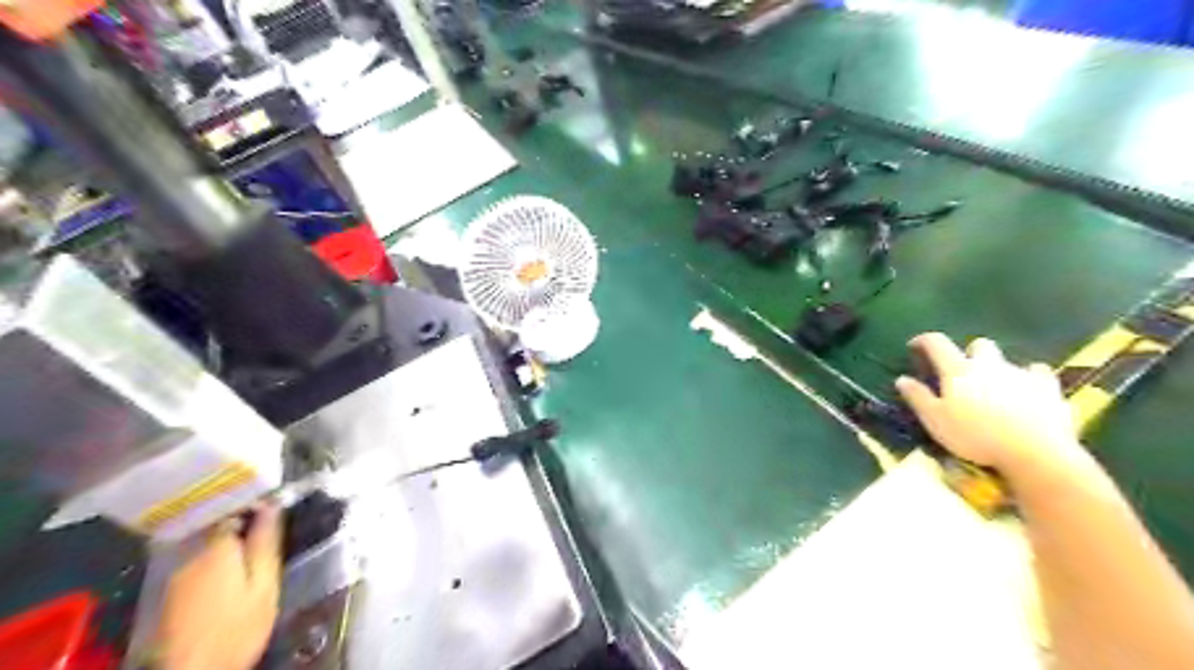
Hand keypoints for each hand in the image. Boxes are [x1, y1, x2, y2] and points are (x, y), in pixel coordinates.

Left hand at [154, 503, 282, 669]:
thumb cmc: (237, 627)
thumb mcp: (264, 584)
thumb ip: (266, 544)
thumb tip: (273, 506)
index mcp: (218, 548)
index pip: (235, 510)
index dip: (256, 506)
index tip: (276, 510)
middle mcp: (191, 555)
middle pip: (218, 527)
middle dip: (242, 525)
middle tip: (268, 535)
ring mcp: (176, 575)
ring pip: (207, 546)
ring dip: (228, 545)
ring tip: (251, 556)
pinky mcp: (171, 594)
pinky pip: (197, 564)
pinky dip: (214, 563)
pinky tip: (229, 577)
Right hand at [896, 331, 1083, 471]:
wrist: (1035, 451)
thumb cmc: (975, 435)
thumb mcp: (935, 420)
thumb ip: (918, 397)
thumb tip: (902, 379)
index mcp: (958, 370)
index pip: (937, 343)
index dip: (923, 341)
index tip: (915, 346)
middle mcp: (989, 364)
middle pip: (978, 345)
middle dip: (969, 353)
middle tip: (963, 372)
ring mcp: (1021, 373)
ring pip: (1007, 360)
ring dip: (998, 368)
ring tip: (995, 387)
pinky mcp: (1048, 387)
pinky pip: (1039, 373)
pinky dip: (1031, 377)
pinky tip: (1029, 389)